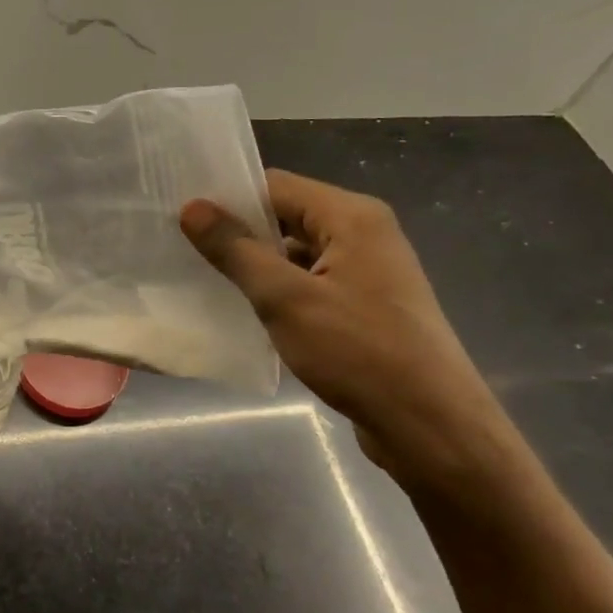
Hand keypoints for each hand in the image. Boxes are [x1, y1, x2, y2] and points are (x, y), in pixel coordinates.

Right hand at [180, 169, 507, 482]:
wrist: (431, 427)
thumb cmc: (359, 353)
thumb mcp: (286, 299)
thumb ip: (236, 250)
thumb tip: (192, 207)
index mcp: (352, 216)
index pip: (276, 185)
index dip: (228, 198)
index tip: (181, 217)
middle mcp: (364, 233)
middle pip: (287, 216)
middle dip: (239, 233)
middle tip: (183, 249)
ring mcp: (368, 271)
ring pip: (297, 253)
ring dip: (257, 265)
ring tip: (204, 279)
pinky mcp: (365, 306)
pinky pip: (311, 282)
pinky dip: (279, 291)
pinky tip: (245, 311)